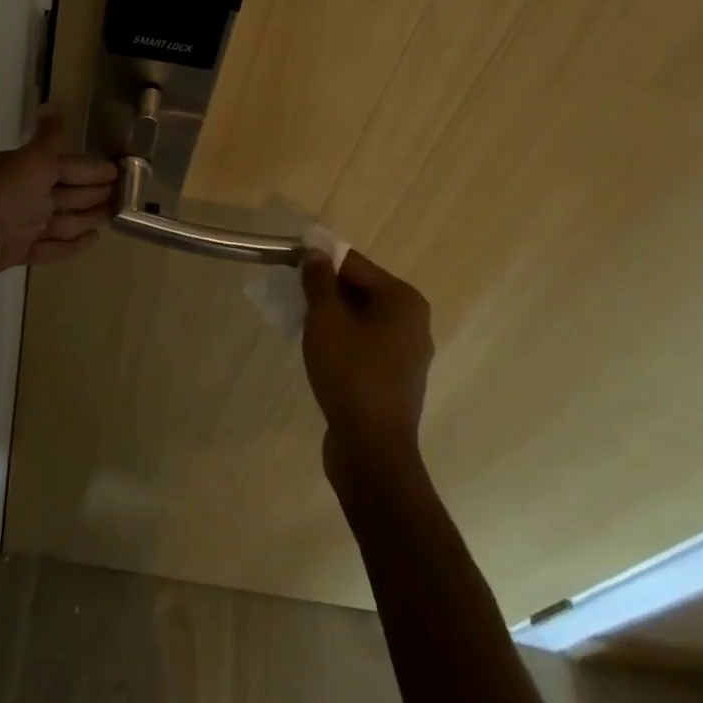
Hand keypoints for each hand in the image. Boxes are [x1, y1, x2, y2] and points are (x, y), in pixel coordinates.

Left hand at [0, 110, 118, 312]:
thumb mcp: (27, 163)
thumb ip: (47, 140)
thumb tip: (55, 104)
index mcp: (27, 168)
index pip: (68, 165)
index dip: (93, 168)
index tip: (121, 169)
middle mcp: (24, 193)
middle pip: (67, 192)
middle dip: (95, 192)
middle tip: (127, 196)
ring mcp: (19, 224)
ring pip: (62, 219)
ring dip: (88, 217)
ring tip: (115, 217)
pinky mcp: (15, 252)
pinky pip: (50, 246)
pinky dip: (70, 244)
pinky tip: (92, 240)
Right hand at [301, 249, 433, 483]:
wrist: (372, 450)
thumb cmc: (350, 374)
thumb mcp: (326, 320)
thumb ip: (319, 281)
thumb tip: (315, 252)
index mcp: (403, 300)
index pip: (354, 264)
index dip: (320, 261)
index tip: (289, 264)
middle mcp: (413, 321)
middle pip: (361, 289)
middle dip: (325, 289)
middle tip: (292, 295)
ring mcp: (408, 353)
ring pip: (361, 318)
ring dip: (332, 316)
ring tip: (301, 322)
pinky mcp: (396, 378)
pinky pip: (366, 343)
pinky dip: (343, 339)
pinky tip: (320, 350)